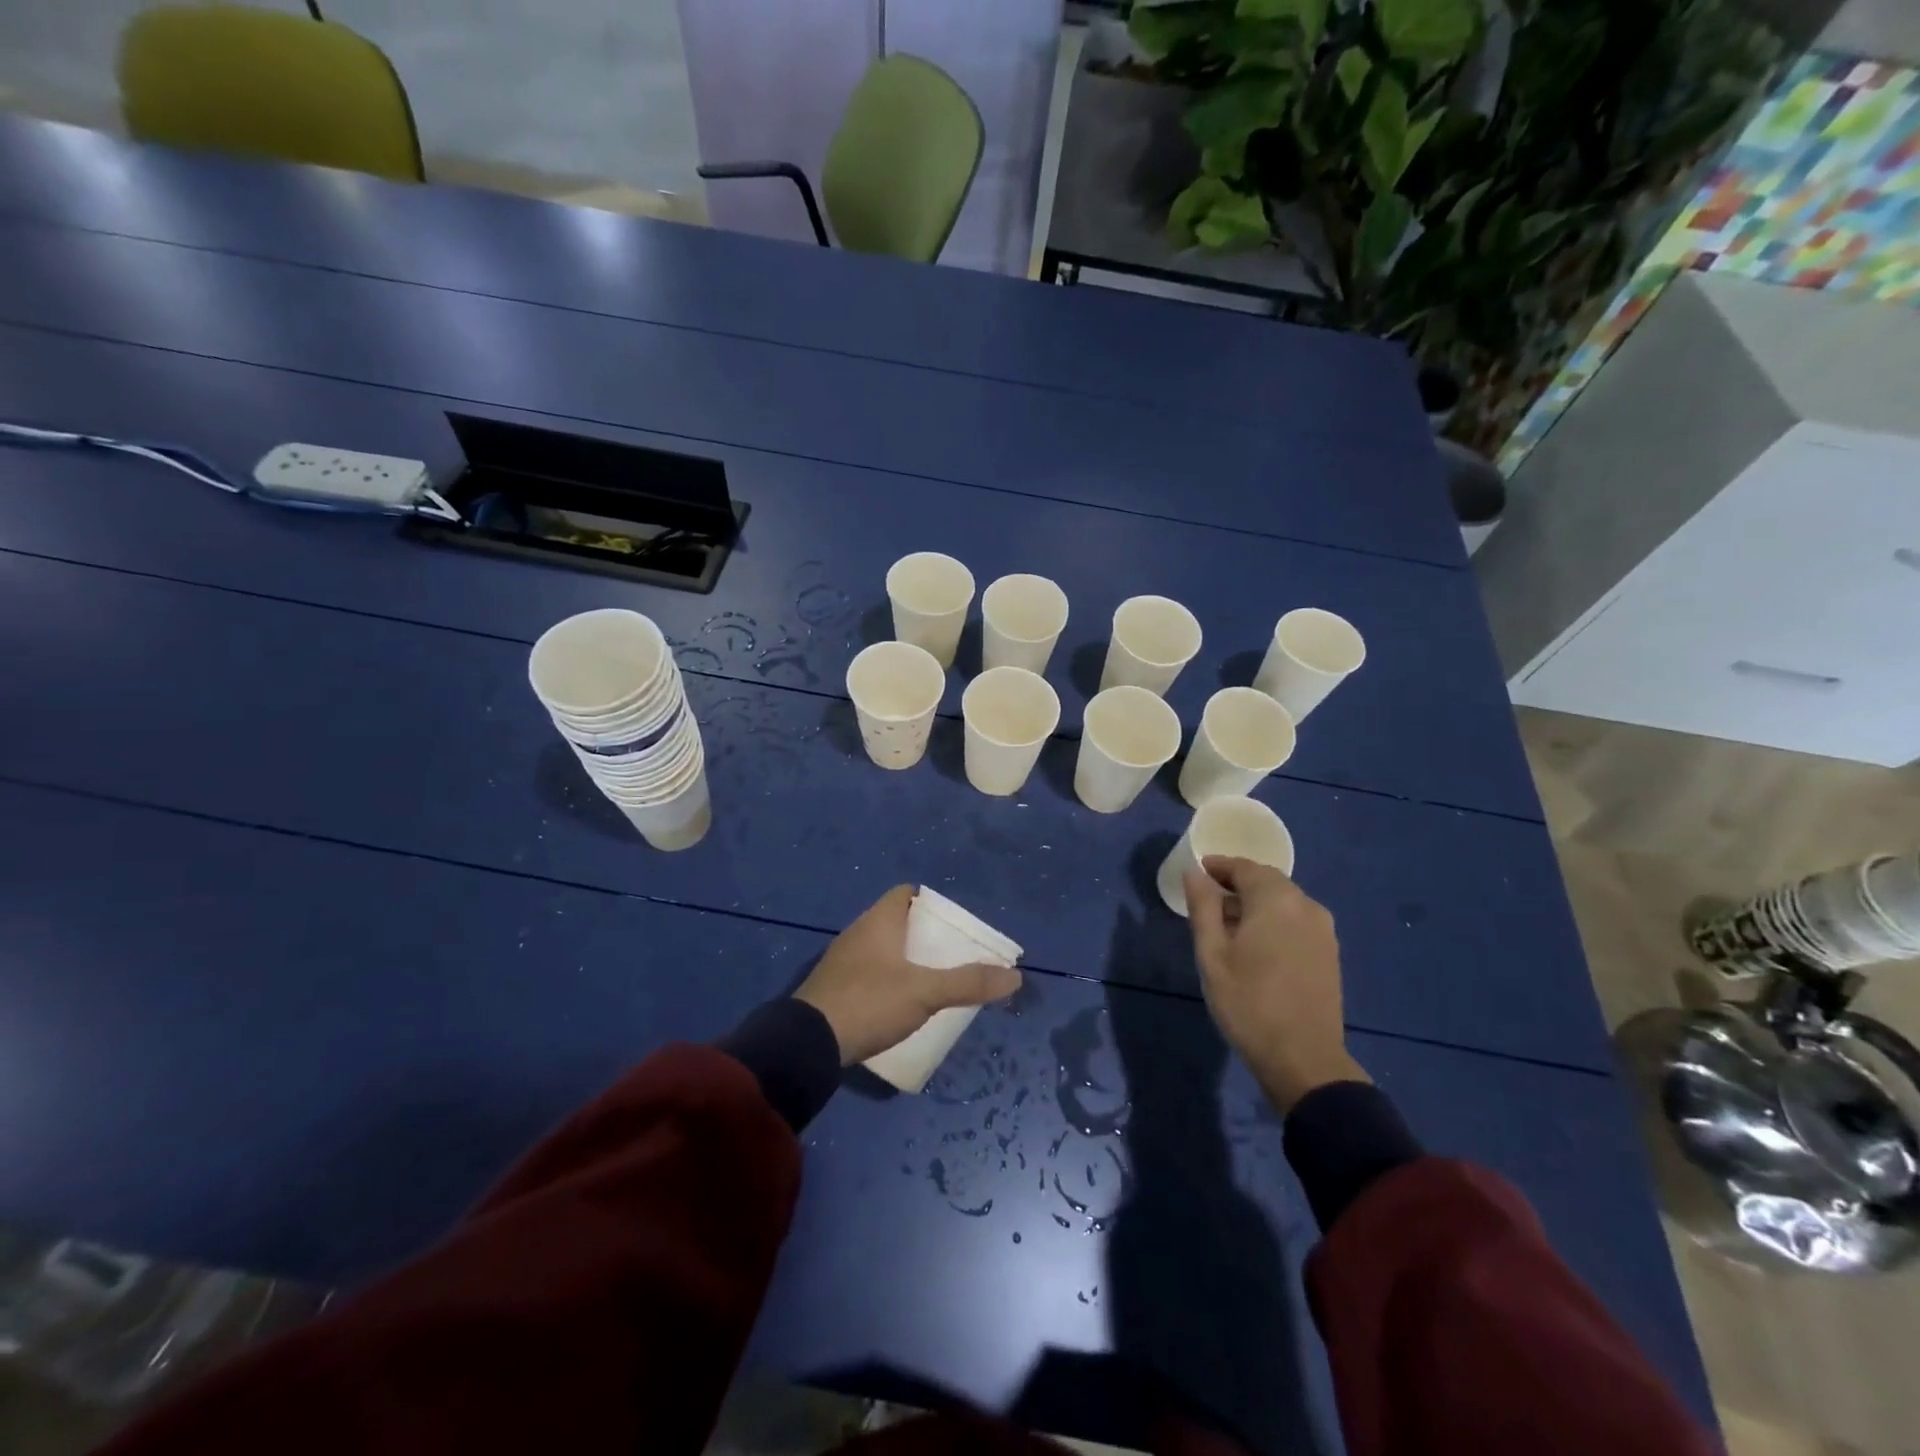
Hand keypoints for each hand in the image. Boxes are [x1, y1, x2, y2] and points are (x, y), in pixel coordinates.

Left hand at [796, 885, 1023, 1065]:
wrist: (807, 1044)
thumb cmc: (870, 1002)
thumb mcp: (925, 992)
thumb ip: (969, 983)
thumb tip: (1015, 976)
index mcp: (878, 921)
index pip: (905, 893)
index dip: (930, 903)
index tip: (952, 925)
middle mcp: (858, 933)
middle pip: (897, 923)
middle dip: (923, 936)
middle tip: (951, 956)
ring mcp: (842, 962)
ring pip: (882, 950)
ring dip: (905, 961)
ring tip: (933, 982)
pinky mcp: (833, 989)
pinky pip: (868, 974)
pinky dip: (887, 981)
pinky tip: (901, 1004)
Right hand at [1185, 857, 1367, 1112]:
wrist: (1303, 1060)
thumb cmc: (1248, 1003)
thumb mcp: (1212, 954)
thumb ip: (1203, 907)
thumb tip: (1194, 872)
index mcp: (1276, 900)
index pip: (1244, 867)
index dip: (1219, 866)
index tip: (1197, 872)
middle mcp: (1305, 906)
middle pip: (1267, 881)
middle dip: (1237, 883)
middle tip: (1208, 898)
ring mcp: (1323, 930)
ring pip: (1283, 901)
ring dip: (1256, 903)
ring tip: (1227, 924)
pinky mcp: (1329, 952)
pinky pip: (1296, 920)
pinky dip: (1273, 920)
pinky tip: (1255, 943)